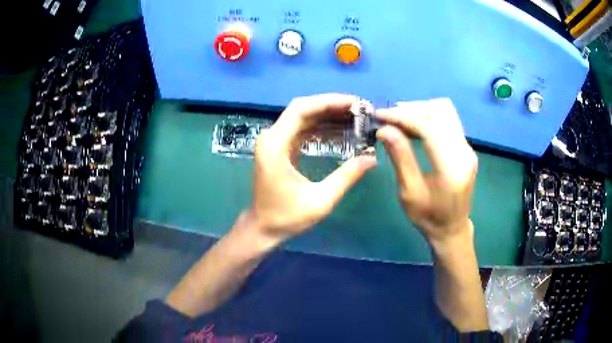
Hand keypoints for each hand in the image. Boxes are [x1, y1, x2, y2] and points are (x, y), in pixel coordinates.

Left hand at [248, 94, 376, 246]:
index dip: (329, 102)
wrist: (262, 228)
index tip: (355, 103)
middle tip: (359, 110)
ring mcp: (273, 141)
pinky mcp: (278, 148)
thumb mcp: (321, 200)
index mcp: (275, 145)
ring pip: (302, 117)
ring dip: (327, 115)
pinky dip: (320, 127)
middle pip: (302, 109)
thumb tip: (372, 158)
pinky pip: (301, 130)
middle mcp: (271, 137)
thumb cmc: (286, 217)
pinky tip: (339, 130)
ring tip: (354, 117)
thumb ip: (346, 177)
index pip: (302, 109)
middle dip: (331, 106)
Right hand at [376, 98, 477, 247]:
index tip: (381, 115)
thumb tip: (384, 129)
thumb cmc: (428, 217)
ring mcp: (468, 149)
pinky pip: (447, 122)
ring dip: (421, 110)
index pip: (429, 128)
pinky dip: (429, 118)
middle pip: (440, 112)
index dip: (403, 117)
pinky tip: (413, 125)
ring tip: (398, 118)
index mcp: (452, 167)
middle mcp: (465, 152)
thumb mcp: (410, 192)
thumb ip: (400, 158)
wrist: (451, 228)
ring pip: (445, 112)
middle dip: (412, 110)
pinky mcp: (465, 148)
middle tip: (388, 116)